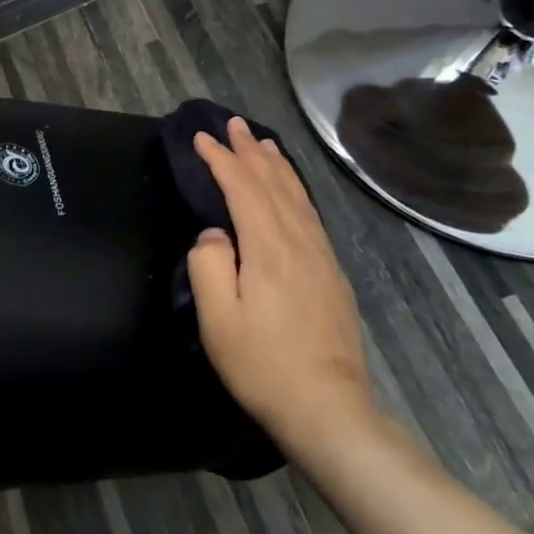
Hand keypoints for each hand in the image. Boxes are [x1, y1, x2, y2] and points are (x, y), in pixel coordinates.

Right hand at [187, 119, 379, 448]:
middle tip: (232, 124)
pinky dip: (296, 191)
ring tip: (263, 143)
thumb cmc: (263, 366)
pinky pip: (311, 215)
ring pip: (297, 197)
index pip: (243, 189)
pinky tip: (292, 192)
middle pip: (273, 184)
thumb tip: (214, 234)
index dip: (220, 160)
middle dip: (249, 151)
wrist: (328, 408)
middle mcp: (299, 243)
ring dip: (277, 166)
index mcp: (269, 249)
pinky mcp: (332, 274)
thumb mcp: (218, 320)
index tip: (200, 138)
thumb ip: (209, 267)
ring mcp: (321, 257)